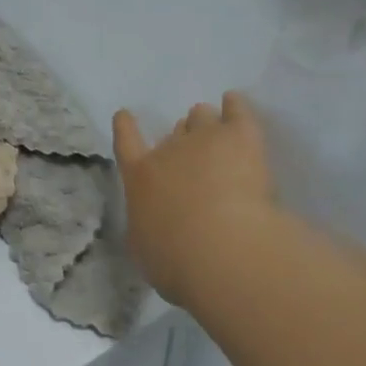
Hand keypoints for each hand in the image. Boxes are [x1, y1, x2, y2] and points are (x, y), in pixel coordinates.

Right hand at [113, 92, 278, 306]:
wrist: (221, 250)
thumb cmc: (177, 262)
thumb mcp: (147, 251)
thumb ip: (148, 230)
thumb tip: (153, 225)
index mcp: (140, 178)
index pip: (126, 144)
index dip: (126, 128)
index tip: (125, 114)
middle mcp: (168, 151)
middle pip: (175, 131)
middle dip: (183, 136)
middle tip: (194, 148)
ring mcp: (204, 139)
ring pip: (202, 117)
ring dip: (207, 123)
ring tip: (218, 129)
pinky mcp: (240, 138)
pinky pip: (237, 111)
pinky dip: (236, 106)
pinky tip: (236, 103)